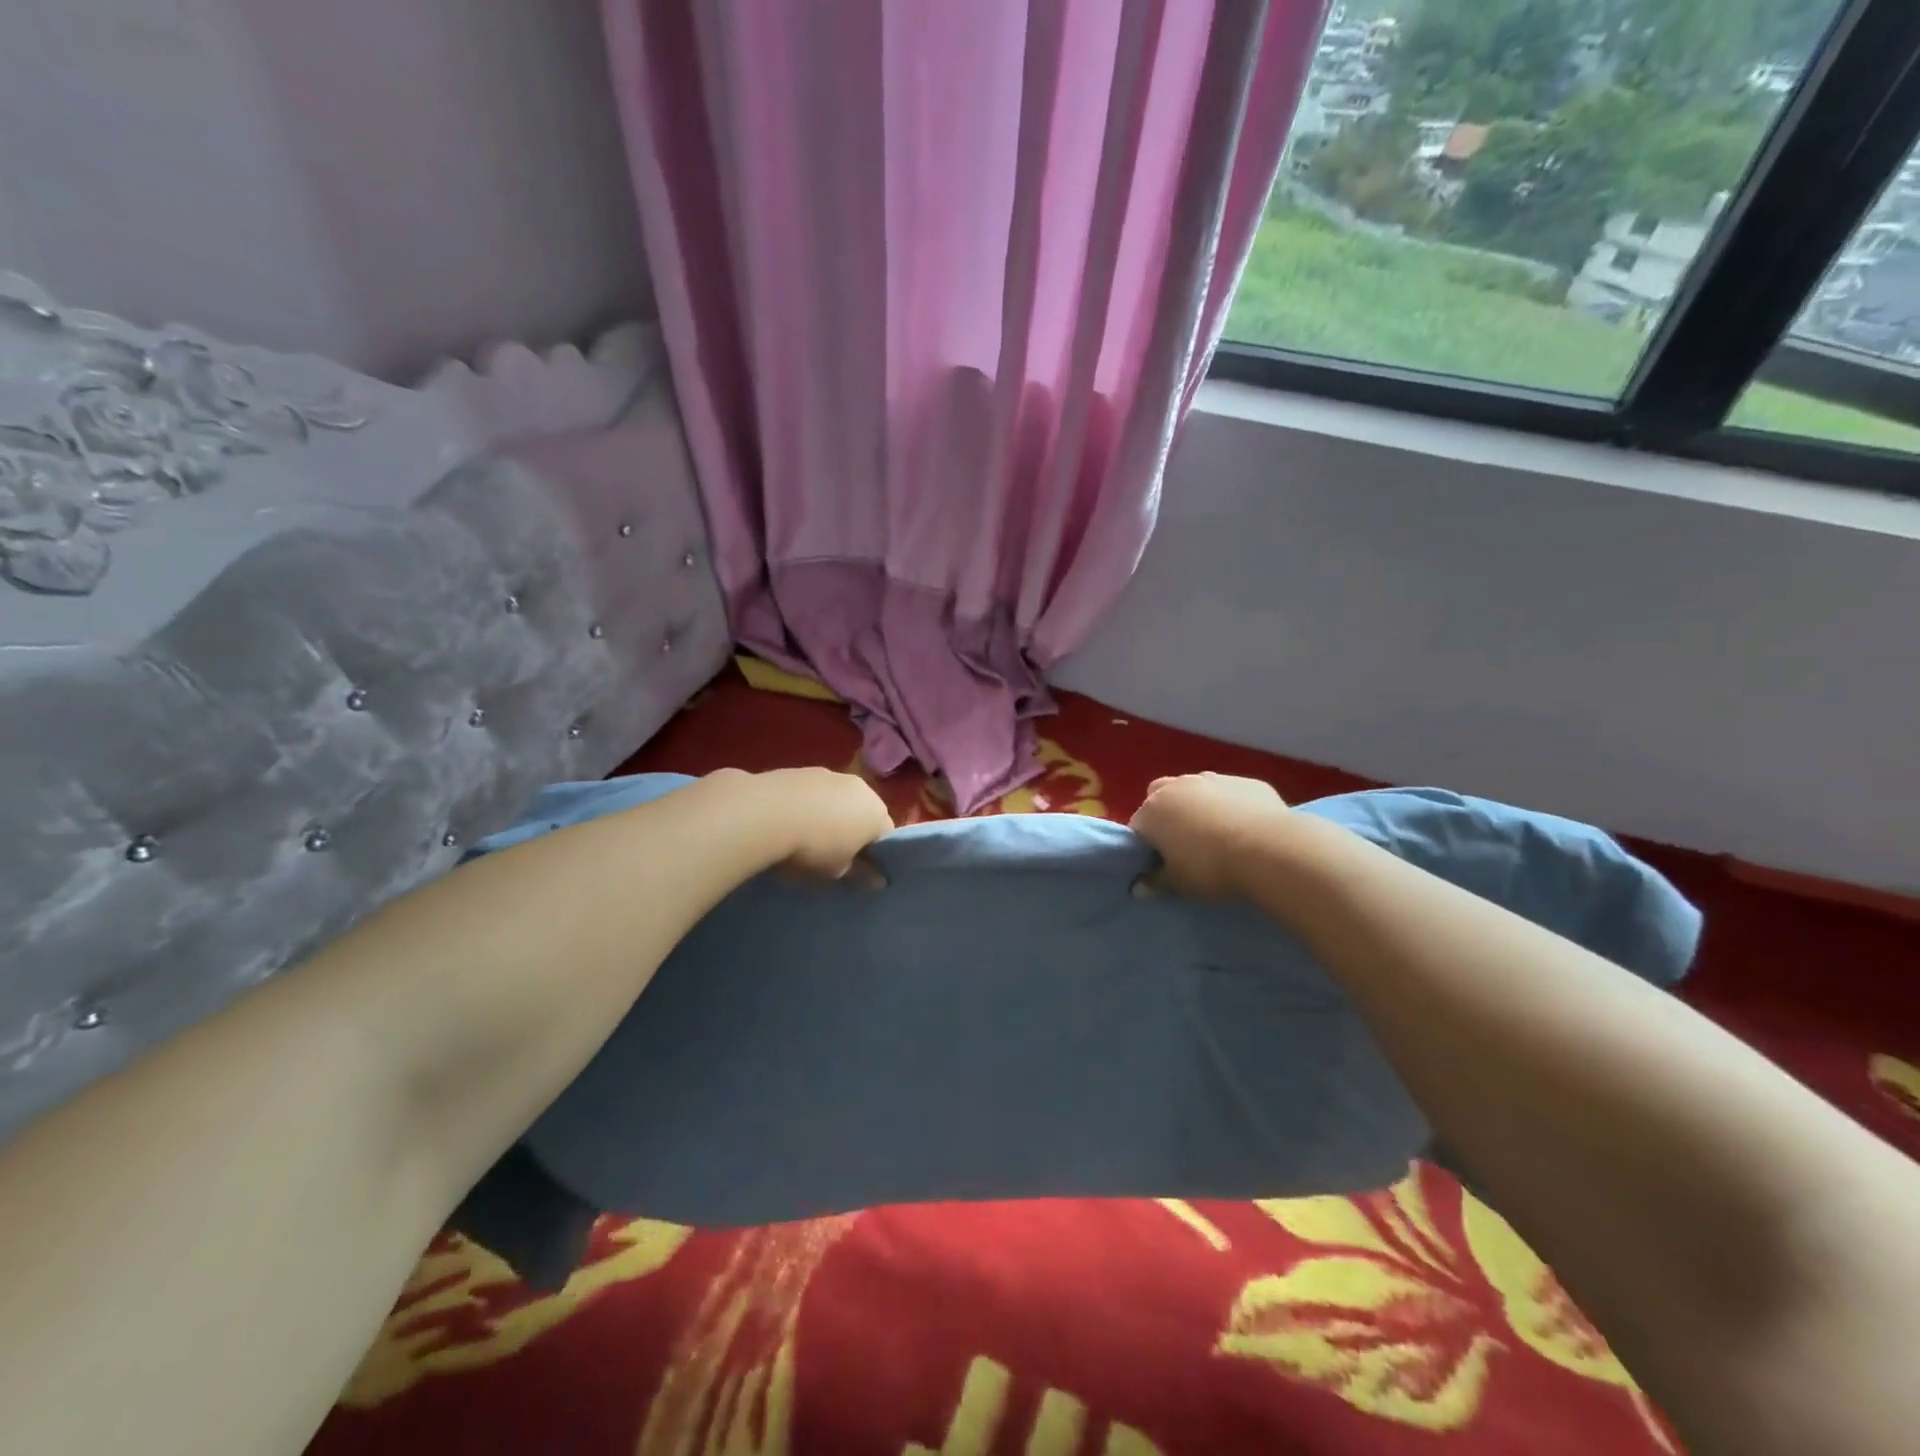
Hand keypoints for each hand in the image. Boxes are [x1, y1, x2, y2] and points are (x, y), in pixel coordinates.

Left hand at [755, 767, 894, 878]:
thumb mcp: (837, 871)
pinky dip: (805, 804)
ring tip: (806, 837)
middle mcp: (859, 787)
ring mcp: (828, 774)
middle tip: (833, 855)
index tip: (859, 869)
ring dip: (828, 814)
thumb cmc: (813, 848)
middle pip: (862, 812)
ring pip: (836, 799)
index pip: (886, 835)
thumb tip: (880, 881)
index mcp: (876, 812)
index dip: (875, 854)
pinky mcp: (799, 769)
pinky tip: (787, 822)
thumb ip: (861, 875)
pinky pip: (811, 792)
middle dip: (852, 830)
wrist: (764, 813)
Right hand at [1128, 772, 1290, 900]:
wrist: (1271, 849)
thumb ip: (1156, 882)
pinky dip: (1231, 805)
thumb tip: (1138, 887)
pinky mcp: (1246, 781)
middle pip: (1161, 796)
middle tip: (1184, 844)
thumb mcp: (1179, 883)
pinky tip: (1246, 828)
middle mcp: (1178, 786)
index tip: (1161, 863)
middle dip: (1167, 815)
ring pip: (1196, 789)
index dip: (1147, 845)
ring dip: (1199, 806)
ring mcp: (1213, 779)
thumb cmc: (1212, 867)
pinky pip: (1230, 792)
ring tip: (1218, 835)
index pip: (1138, 826)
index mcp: (1154, 810)